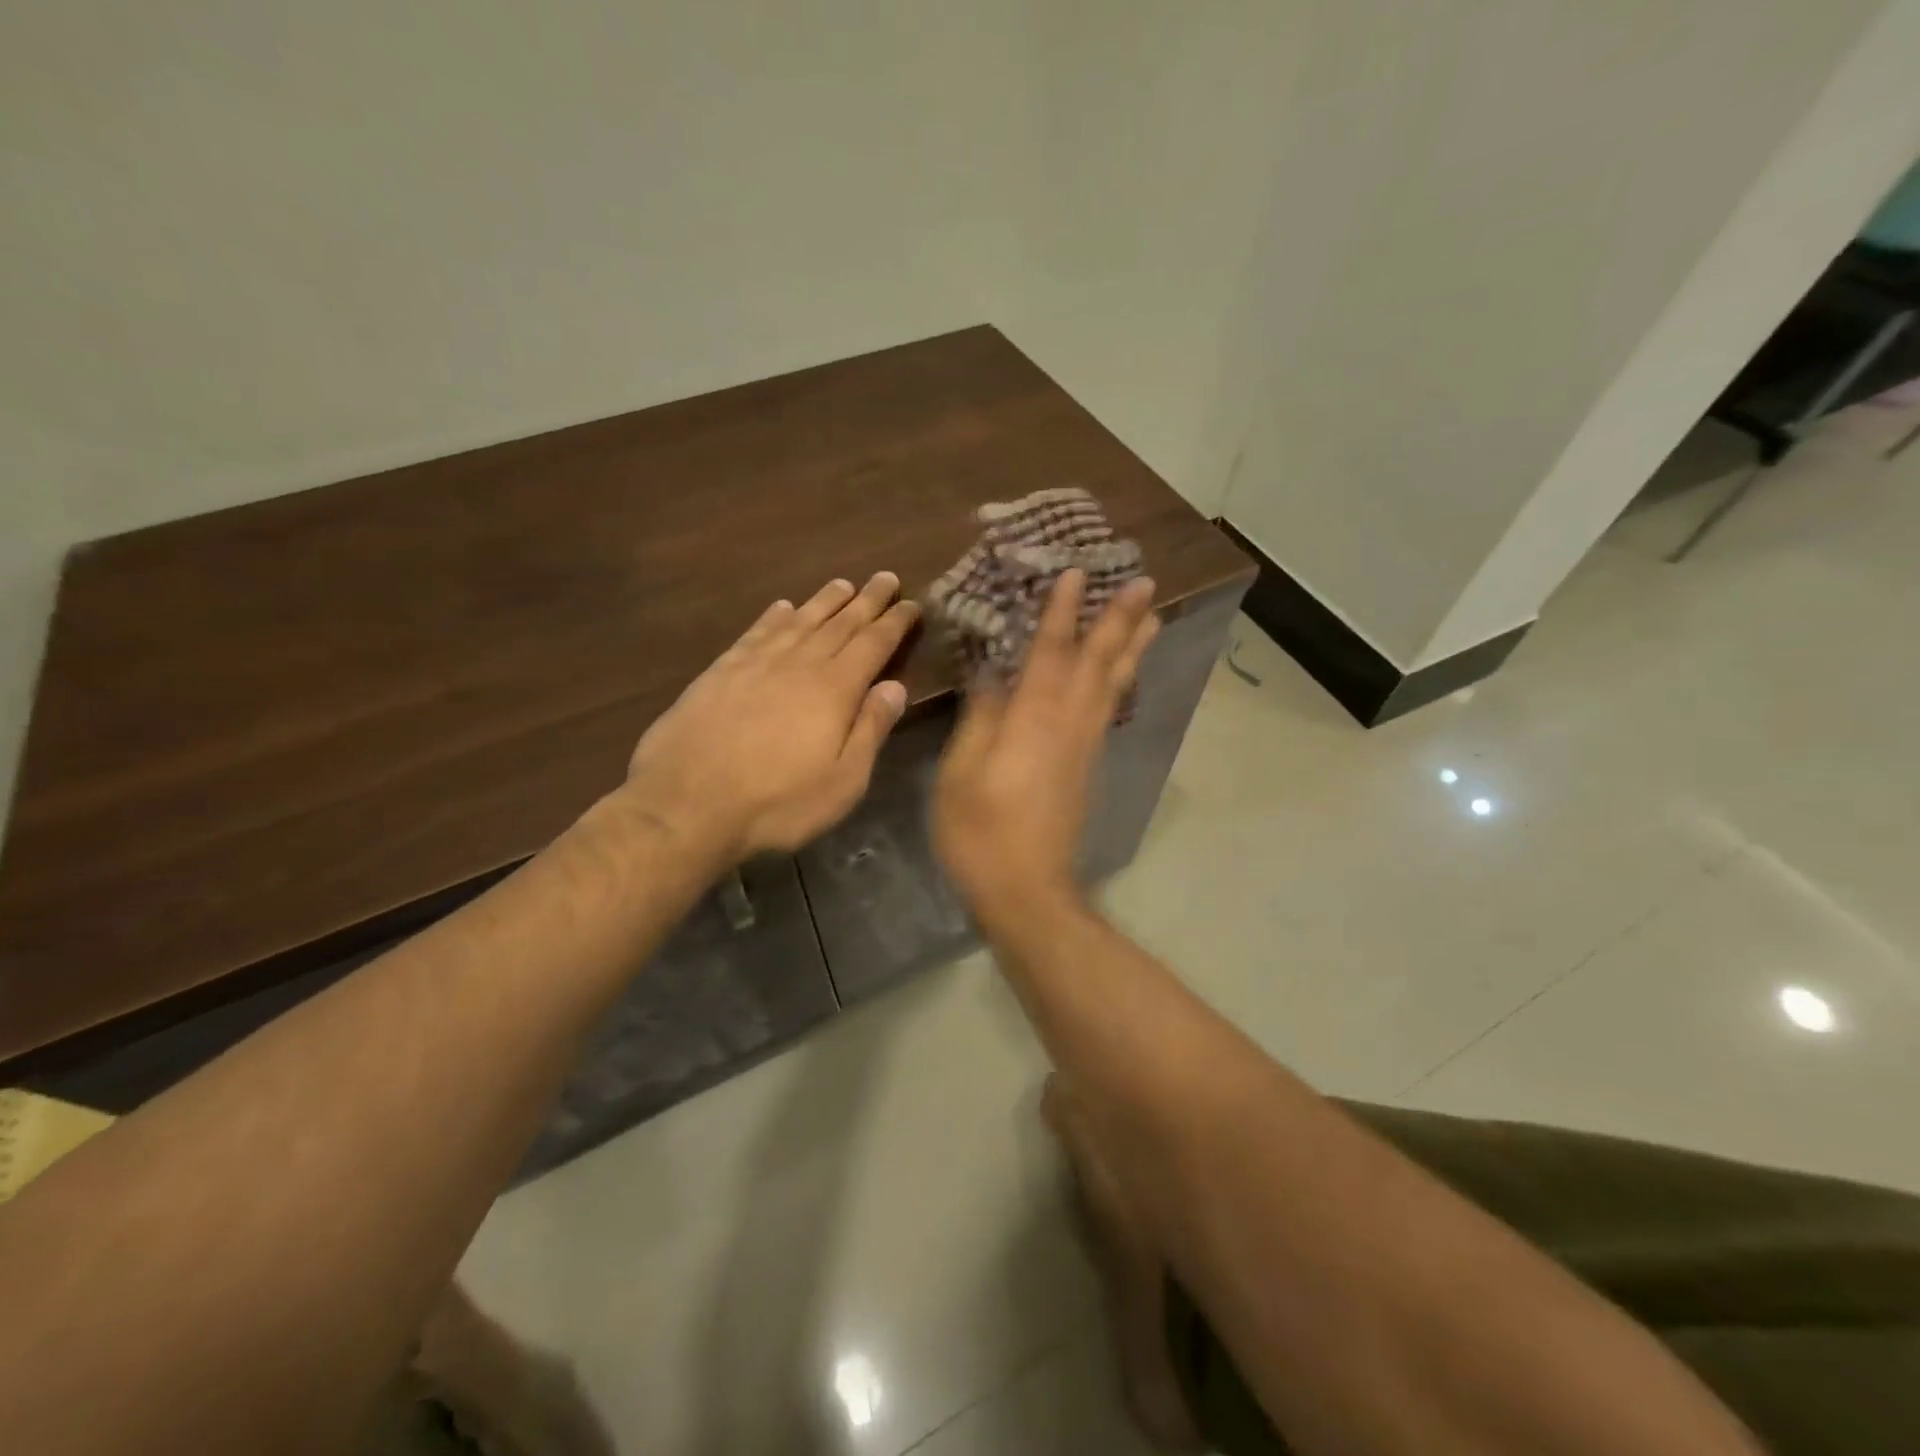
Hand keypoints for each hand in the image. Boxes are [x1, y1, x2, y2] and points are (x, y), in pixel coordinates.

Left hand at [617, 572, 918, 864]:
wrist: (686, 803)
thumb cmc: (777, 802)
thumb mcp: (843, 781)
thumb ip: (870, 730)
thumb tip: (896, 687)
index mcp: (834, 689)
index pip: (873, 644)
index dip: (895, 622)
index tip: (913, 603)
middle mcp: (799, 663)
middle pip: (840, 623)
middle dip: (867, 600)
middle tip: (885, 577)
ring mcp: (756, 663)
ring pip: (800, 621)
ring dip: (824, 601)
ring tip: (843, 584)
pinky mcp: (720, 672)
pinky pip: (756, 633)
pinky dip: (774, 616)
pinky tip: (782, 607)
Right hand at [933, 569, 1157, 927]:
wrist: (1026, 890)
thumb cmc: (981, 832)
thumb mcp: (961, 772)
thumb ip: (980, 718)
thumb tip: (993, 675)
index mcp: (1034, 719)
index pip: (1052, 651)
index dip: (1063, 611)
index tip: (1076, 572)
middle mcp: (1069, 723)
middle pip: (1100, 662)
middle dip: (1121, 620)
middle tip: (1144, 582)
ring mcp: (1084, 746)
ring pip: (1113, 685)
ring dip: (1132, 647)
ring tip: (1153, 616)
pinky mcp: (1087, 766)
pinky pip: (1109, 709)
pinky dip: (1119, 682)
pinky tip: (1121, 675)